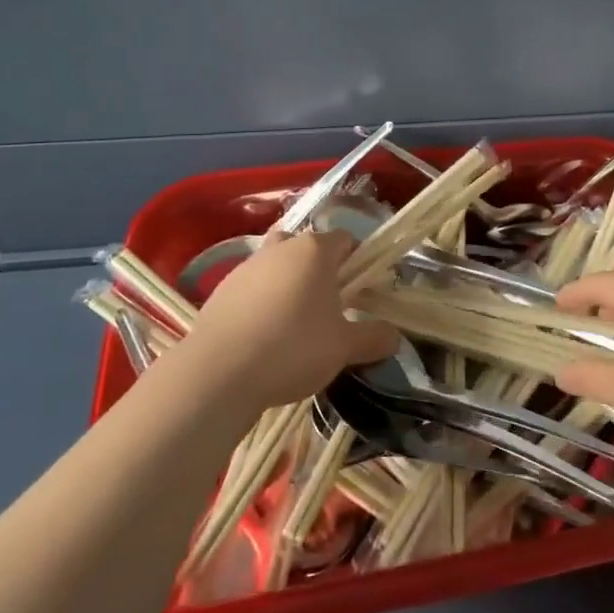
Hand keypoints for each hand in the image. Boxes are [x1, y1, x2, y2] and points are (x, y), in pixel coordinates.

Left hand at [181, 230, 398, 409]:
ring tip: (293, 324)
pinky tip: (263, 337)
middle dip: (318, 269)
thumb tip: (395, 336)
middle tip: (328, 305)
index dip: (356, 261)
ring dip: (287, 284)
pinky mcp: (220, 290)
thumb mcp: (344, 348)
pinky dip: (260, 302)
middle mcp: (281, 248)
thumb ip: (373, 337)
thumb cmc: (293, 348)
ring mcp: (246, 266)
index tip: (360, 291)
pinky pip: (250, 288)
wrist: (218, 373)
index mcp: (315, 250)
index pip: (345, 239)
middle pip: (307, 247)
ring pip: (276, 265)